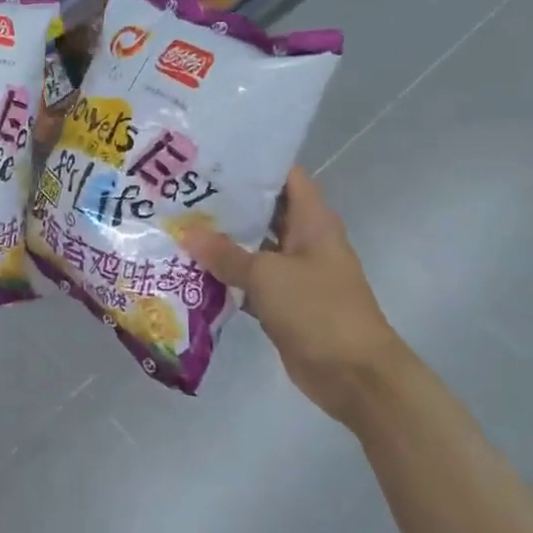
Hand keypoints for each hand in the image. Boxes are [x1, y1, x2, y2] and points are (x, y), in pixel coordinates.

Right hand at [180, 168, 412, 421]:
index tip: (211, 157)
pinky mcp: (283, 302)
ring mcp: (294, 272)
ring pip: (253, 246)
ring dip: (222, 240)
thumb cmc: (318, 310)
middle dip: (227, 203)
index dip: (252, 164)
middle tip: (182, 191)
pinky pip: (249, 280)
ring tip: (178, 224)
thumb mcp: (267, 276)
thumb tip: (187, 233)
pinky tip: (190, 269)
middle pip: (264, 210)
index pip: (284, 177)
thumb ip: (225, 254)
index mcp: (313, 221)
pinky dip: (225, 276)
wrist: (354, 375)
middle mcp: (304, 240)